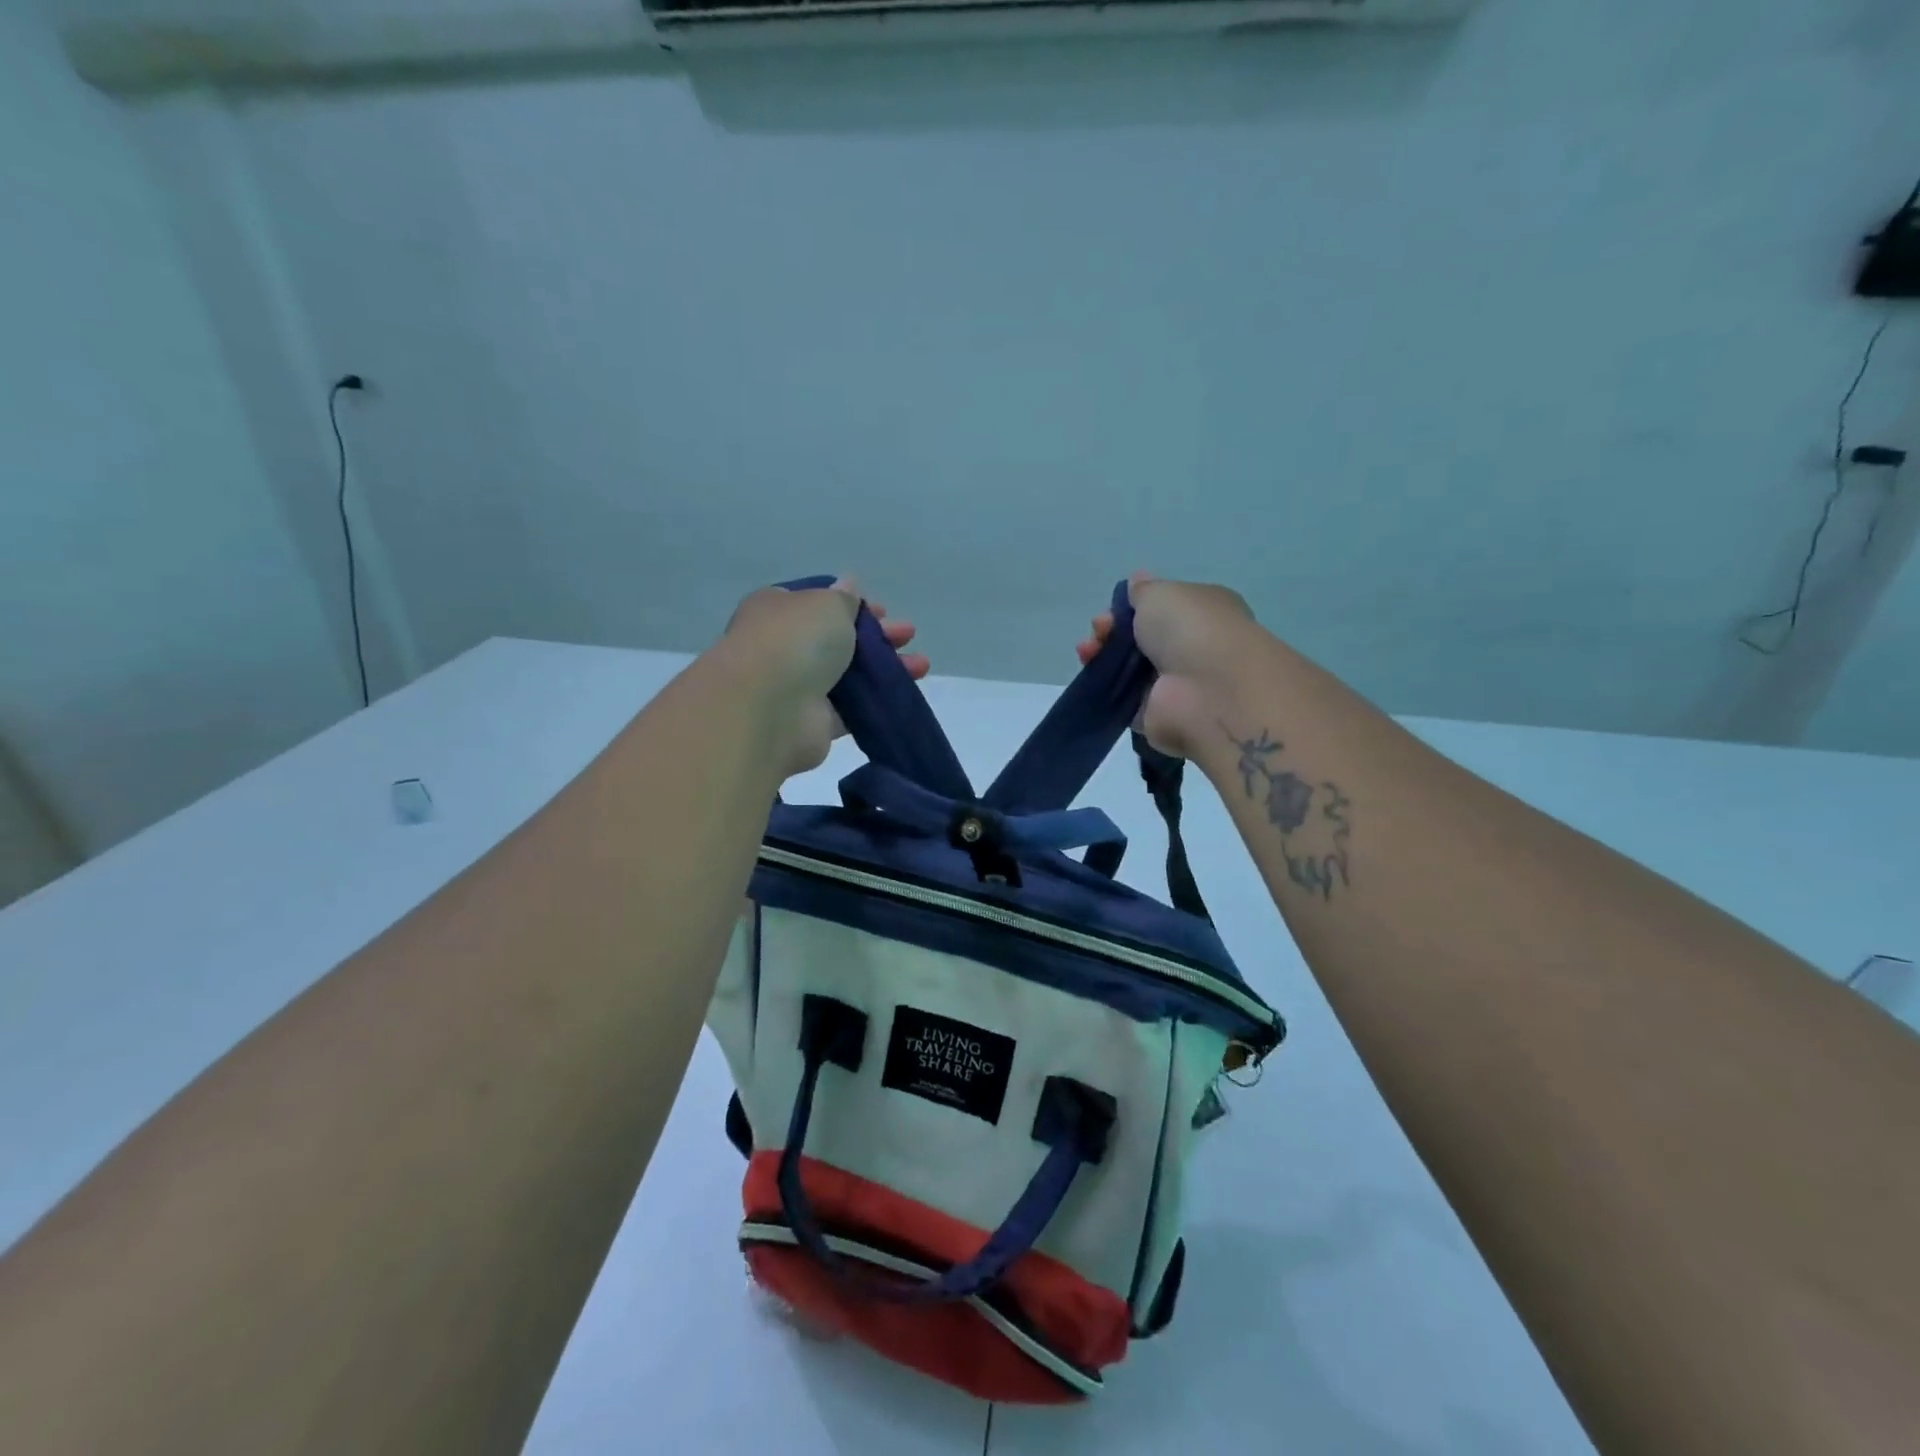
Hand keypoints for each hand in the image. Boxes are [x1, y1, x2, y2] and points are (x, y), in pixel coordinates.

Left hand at [722, 579, 927, 775]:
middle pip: (838, 638)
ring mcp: (798, 687)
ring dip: (884, 669)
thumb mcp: (827, 604)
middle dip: (876, 636)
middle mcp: (784, 647)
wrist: (769, 709)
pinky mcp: (814, 723)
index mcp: (777, 609)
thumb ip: (844, 598)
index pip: (817, 602)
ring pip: (849, 675)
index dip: (851, 604)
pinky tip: (904, 694)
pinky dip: (877, 701)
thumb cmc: (795, 641)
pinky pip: (852, 709)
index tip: (881, 610)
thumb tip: (847, 585)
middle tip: (908, 634)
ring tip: (921, 666)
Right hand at [1075, 573, 1260, 759]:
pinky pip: (1124, 699)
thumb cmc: (1190, 629)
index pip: (1162, 607)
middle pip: (1141, 637)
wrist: (1207, 693)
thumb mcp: (1161, 593)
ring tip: (1086, 653)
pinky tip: (1092, 677)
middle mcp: (1192, 647)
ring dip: (1103, 657)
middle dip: (1112, 631)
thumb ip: (1142, 591)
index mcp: (1203, 611)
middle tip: (1098, 632)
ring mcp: (1175, 683)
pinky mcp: (1158, 715)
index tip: (1110, 611)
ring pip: (1129, 668)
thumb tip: (1137, 583)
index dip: (1130, 607)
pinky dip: (1106, 689)